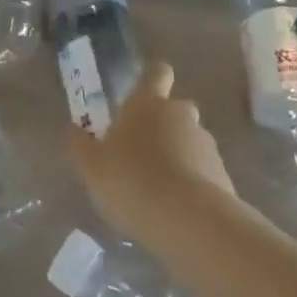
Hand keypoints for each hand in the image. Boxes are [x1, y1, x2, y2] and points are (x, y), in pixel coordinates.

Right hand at [70, 62, 236, 244]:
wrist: (192, 224)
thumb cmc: (133, 181)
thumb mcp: (92, 167)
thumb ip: (80, 145)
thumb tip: (72, 129)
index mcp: (148, 103)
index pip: (157, 72)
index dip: (152, 78)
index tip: (143, 92)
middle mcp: (181, 115)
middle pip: (176, 108)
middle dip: (164, 124)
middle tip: (142, 149)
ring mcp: (207, 146)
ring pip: (191, 141)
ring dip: (179, 156)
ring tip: (158, 187)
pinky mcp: (225, 178)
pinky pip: (204, 173)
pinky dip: (193, 184)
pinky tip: (176, 209)